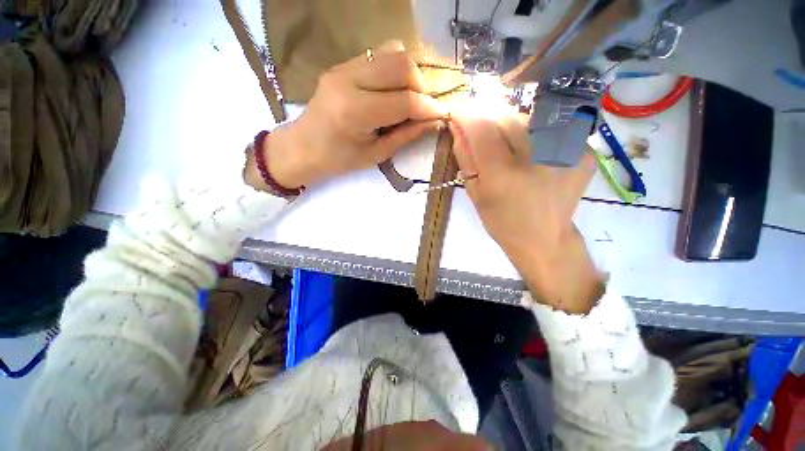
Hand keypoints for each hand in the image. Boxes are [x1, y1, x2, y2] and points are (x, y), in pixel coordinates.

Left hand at [246, 40, 446, 191]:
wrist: (304, 146)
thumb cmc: (340, 159)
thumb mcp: (376, 154)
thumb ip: (406, 135)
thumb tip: (434, 121)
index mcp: (356, 111)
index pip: (405, 100)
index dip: (428, 108)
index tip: (441, 115)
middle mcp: (349, 80)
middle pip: (402, 64)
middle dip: (421, 86)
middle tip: (421, 108)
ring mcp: (344, 67)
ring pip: (393, 52)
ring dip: (409, 75)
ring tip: (407, 98)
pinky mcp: (343, 64)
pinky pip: (379, 55)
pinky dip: (395, 70)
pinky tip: (392, 90)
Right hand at [450, 115, 603, 313]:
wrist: (544, 238)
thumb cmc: (501, 221)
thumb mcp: (474, 192)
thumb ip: (465, 157)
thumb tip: (458, 127)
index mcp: (502, 172)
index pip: (480, 127)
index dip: (466, 116)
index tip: (459, 114)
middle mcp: (536, 155)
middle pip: (505, 117)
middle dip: (488, 120)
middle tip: (485, 137)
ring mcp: (565, 150)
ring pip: (528, 118)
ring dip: (512, 128)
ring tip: (511, 149)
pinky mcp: (584, 150)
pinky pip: (551, 128)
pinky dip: (536, 136)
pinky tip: (534, 155)